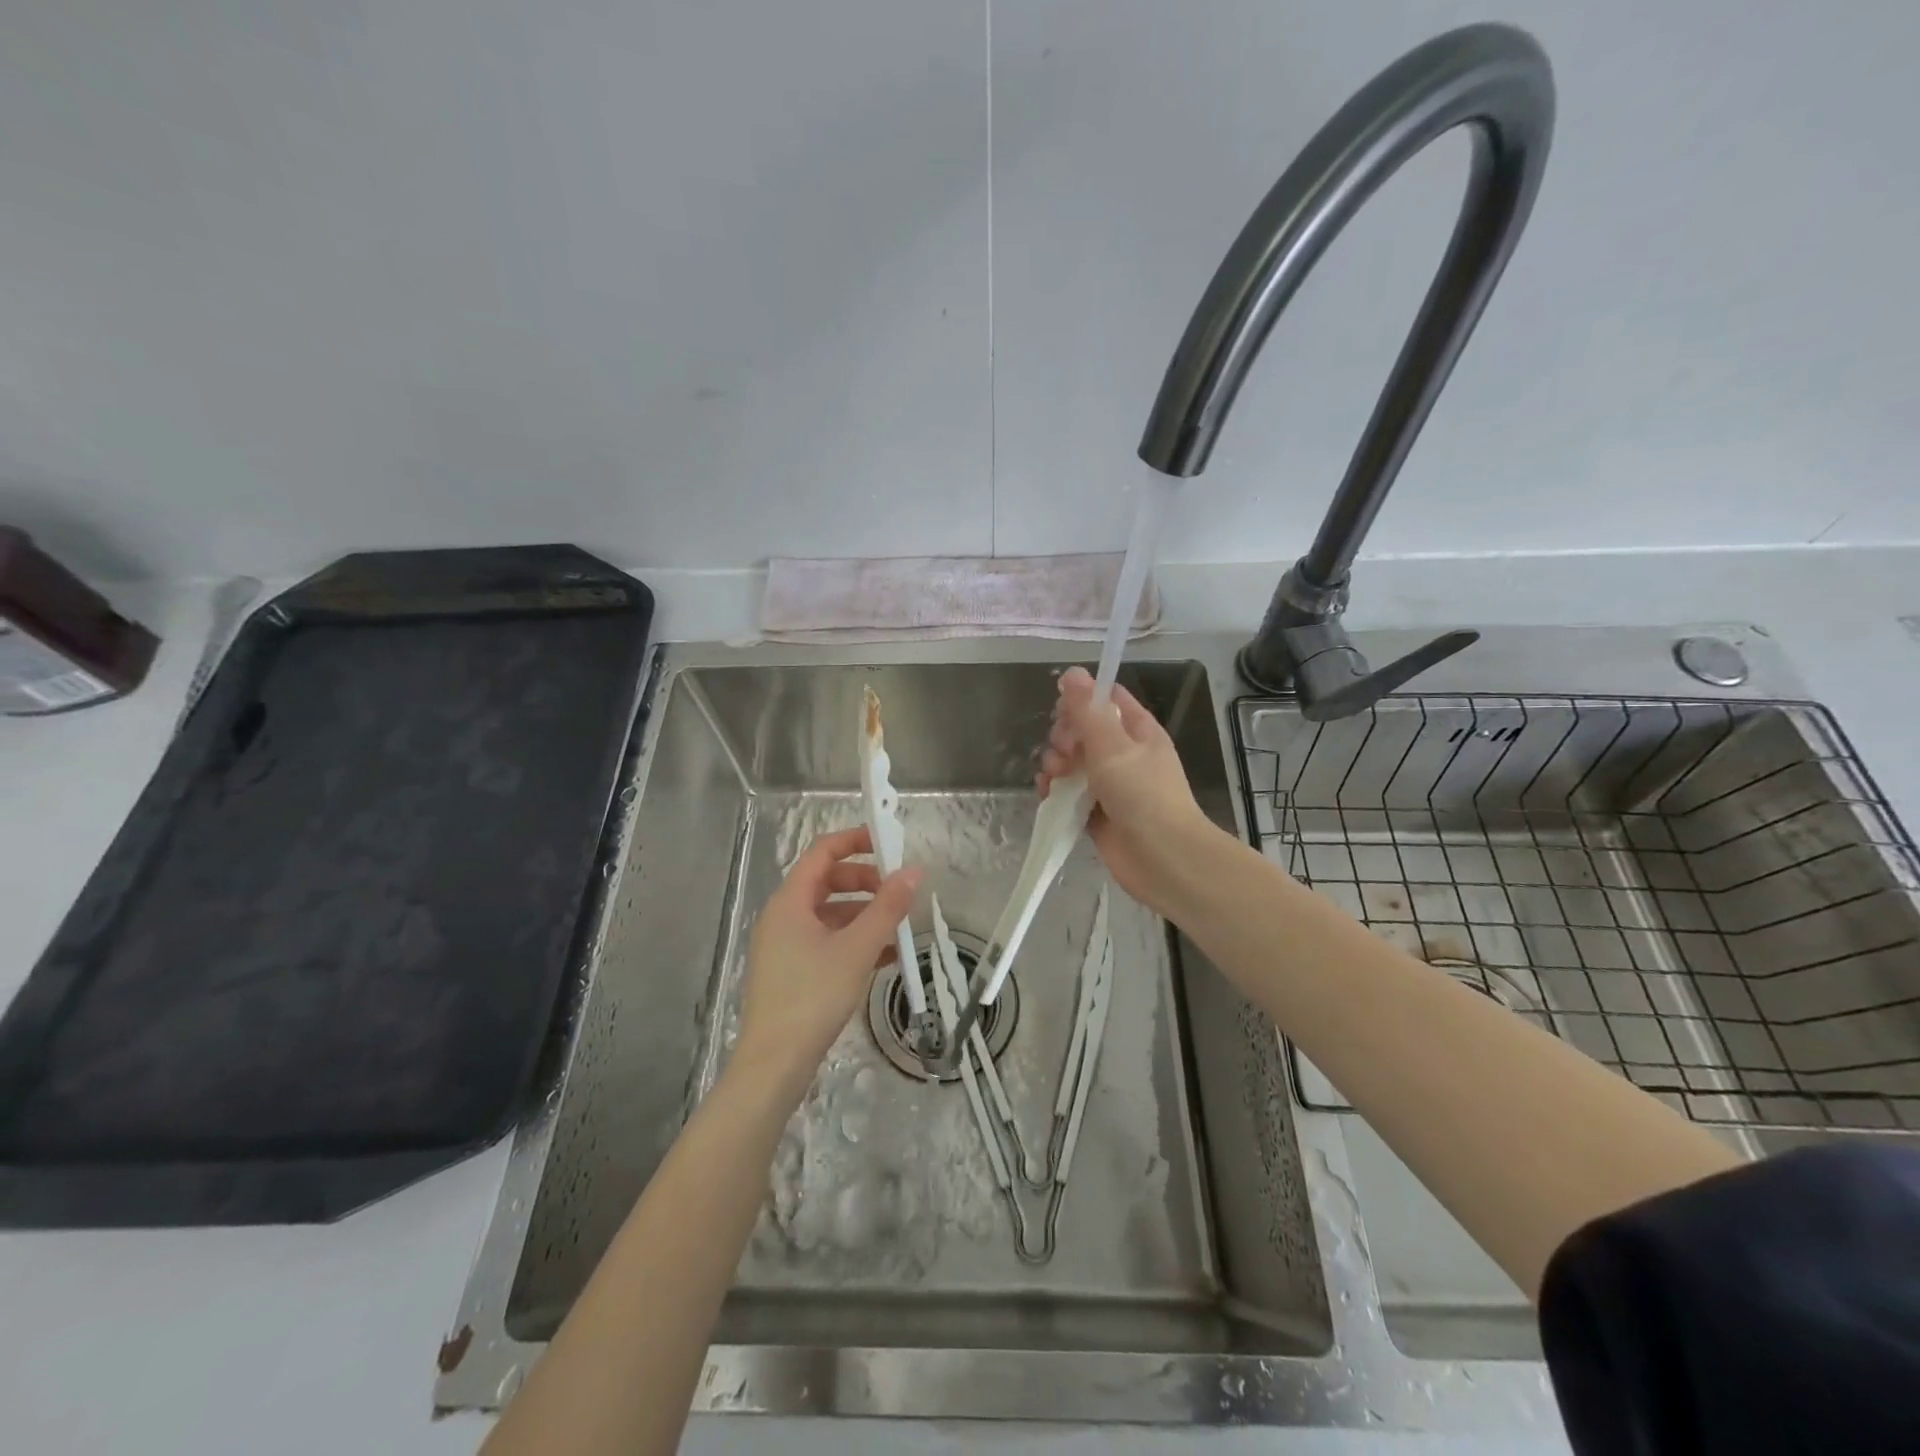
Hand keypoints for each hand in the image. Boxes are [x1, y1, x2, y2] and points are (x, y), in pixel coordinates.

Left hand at [734, 826, 920, 1095]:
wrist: (774, 1064)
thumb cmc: (812, 997)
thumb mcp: (857, 949)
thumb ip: (887, 908)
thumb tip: (913, 871)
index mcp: (790, 902)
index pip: (822, 852)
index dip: (855, 840)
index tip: (889, 844)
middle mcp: (784, 917)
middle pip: (827, 882)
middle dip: (866, 881)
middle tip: (899, 891)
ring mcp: (785, 946)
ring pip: (830, 914)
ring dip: (865, 914)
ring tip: (900, 927)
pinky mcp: (792, 972)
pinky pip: (827, 941)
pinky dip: (855, 941)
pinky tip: (886, 956)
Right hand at [1038, 666, 1216, 913]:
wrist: (1163, 859)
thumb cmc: (1142, 794)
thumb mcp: (1112, 745)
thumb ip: (1087, 710)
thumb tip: (1072, 672)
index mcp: (1138, 730)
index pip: (1107, 699)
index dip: (1082, 699)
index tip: (1062, 711)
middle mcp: (1124, 754)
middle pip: (1083, 731)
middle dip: (1064, 737)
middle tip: (1065, 752)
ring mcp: (1111, 785)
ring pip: (1073, 763)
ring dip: (1056, 765)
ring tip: (1054, 778)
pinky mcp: (1097, 813)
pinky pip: (1070, 794)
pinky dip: (1056, 792)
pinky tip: (1047, 794)